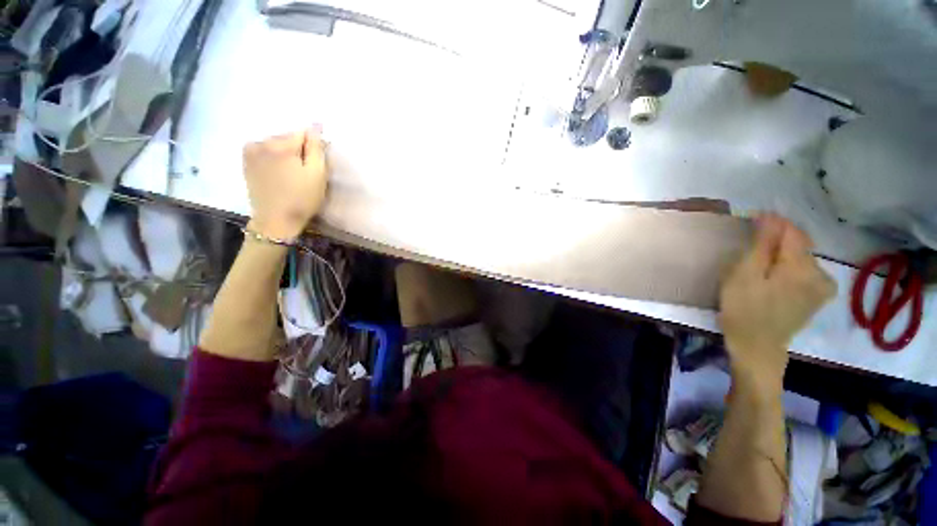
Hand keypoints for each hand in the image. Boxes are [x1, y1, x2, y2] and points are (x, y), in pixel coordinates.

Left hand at [243, 128, 327, 240]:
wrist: (276, 220)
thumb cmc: (302, 198)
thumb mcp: (317, 174)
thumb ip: (316, 148)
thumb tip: (315, 125)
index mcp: (281, 145)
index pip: (303, 133)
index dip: (313, 147)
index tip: (315, 164)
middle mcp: (262, 142)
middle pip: (288, 137)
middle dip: (298, 150)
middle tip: (303, 172)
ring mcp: (250, 151)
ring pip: (275, 143)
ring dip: (285, 153)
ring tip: (290, 174)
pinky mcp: (246, 162)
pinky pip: (263, 150)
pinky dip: (272, 157)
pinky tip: (277, 173)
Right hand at [719, 214, 835, 386]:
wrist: (757, 348)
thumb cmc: (744, 310)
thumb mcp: (744, 275)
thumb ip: (761, 245)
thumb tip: (769, 217)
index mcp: (802, 267)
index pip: (792, 231)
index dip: (772, 222)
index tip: (750, 220)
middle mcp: (820, 273)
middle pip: (799, 243)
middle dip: (776, 239)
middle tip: (749, 245)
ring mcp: (822, 287)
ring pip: (802, 257)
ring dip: (782, 253)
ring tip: (759, 262)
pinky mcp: (817, 297)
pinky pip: (806, 271)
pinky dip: (789, 266)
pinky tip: (774, 276)